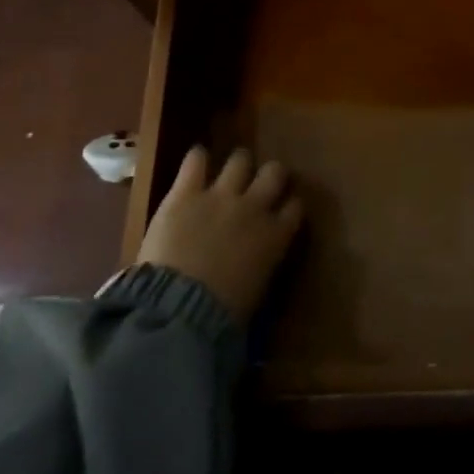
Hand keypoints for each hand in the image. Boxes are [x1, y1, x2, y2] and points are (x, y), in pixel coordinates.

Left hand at [138, 147, 302, 322]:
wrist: (178, 308)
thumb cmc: (221, 314)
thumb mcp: (256, 290)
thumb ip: (263, 264)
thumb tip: (260, 260)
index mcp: (275, 235)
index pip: (295, 207)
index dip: (289, 204)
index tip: (284, 209)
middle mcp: (254, 207)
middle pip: (274, 173)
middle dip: (271, 175)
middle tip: (260, 183)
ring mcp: (220, 195)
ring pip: (240, 160)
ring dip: (238, 164)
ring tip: (231, 170)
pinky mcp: (186, 193)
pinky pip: (195, 161)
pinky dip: (197, 158)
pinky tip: (197, 160)